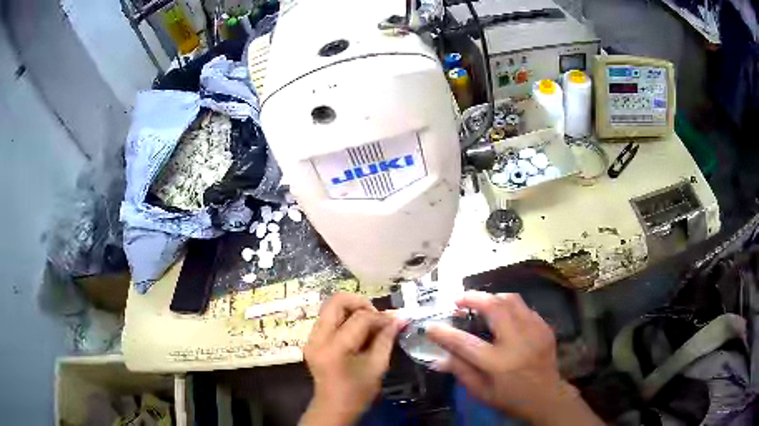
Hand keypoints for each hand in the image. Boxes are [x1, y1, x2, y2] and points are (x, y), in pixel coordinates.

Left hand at [299, 293, 401, 425]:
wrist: (333, 407)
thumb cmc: (358, 392)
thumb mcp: (377, 366)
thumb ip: (386, 339)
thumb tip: (399, 318)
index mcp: (335, 348)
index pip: (359, 318)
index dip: (380, 317)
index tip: (394, 321)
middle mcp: (317, 338)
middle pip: (336, 301)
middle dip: (360, 303)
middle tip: (376, 317)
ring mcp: (311, 338)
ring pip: (330, 307)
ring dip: (352, 310)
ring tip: (369, 324)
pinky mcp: (311, 339)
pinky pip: (328, 318)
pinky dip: (344, 318)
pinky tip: (358, 332)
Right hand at [426, 291, 601, 425]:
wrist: (546, 397)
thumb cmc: (510, 398)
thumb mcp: (481, 392)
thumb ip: (460, 371)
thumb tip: (437, 357)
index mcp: (498, 363)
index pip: (464, 343)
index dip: (444, 333)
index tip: (431, 326)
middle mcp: (517, 342)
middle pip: (494, 307)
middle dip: (473, 298)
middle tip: (459, 300)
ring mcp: (534, 331)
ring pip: (512, 300)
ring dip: (492, 297)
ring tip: (481, 303)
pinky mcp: (544, 328)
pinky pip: (525, 308)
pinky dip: (510, 307)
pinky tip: (504, 317)